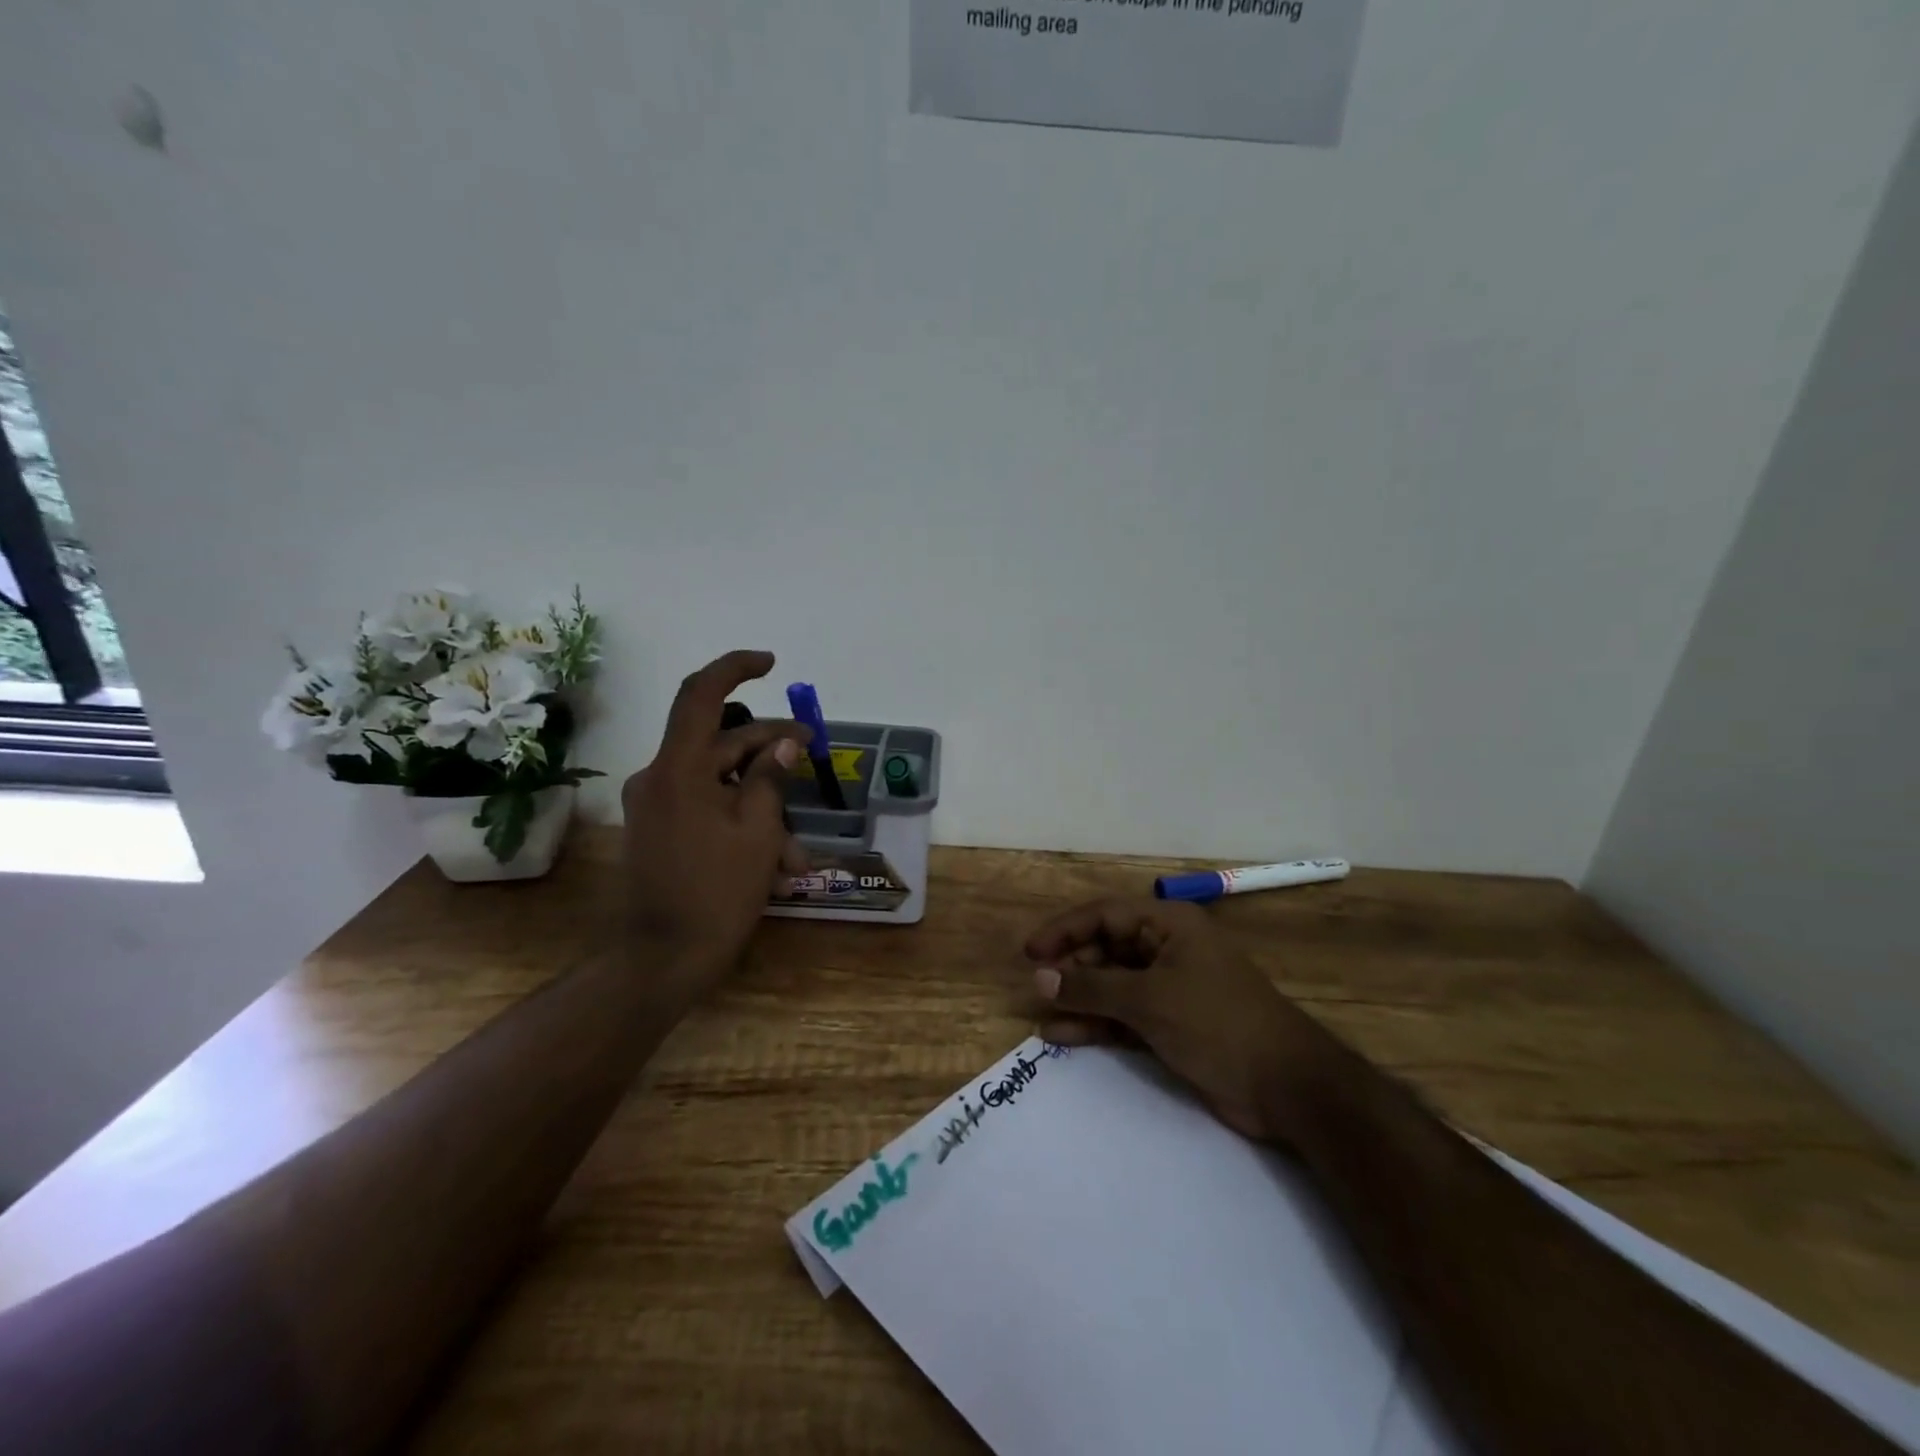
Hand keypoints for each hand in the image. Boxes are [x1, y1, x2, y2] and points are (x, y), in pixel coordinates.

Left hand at [619, 650, 809, 983]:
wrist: (661, 960)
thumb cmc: (715, 893)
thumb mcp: (758, 832)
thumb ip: (771, 779)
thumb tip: (784, 744)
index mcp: (678, 769)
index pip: (701, 694)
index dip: (735, 668)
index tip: (772, 664)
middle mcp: (659, 777)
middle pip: (720, 742)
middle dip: (769, 750)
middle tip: (810, 753)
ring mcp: (656, 805)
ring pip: (719, 782)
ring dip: (761, 801)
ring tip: (799, 848)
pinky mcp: (660, 830)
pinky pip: (706, 808)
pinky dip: (741, 821)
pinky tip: (777, 861)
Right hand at [1025, 897, 1334, 1144]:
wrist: (1287, 1087)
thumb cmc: (1216, 1023)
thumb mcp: (1149, 1000)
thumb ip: (1092, 988)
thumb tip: (1040, 979)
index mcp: (1169, 925)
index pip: (1104, 915)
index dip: (1064, 930)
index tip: (1030, 953)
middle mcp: (1167, 949)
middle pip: (1106, 948)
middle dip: (1071, 968)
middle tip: (1037, 990)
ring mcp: (1170, 988)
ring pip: (1112, 985)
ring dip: (1080, 998)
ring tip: (1042, 1015)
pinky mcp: (1171, 1024)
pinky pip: (1123, 1016)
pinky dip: (1097, 1024)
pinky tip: (1063, 1035)